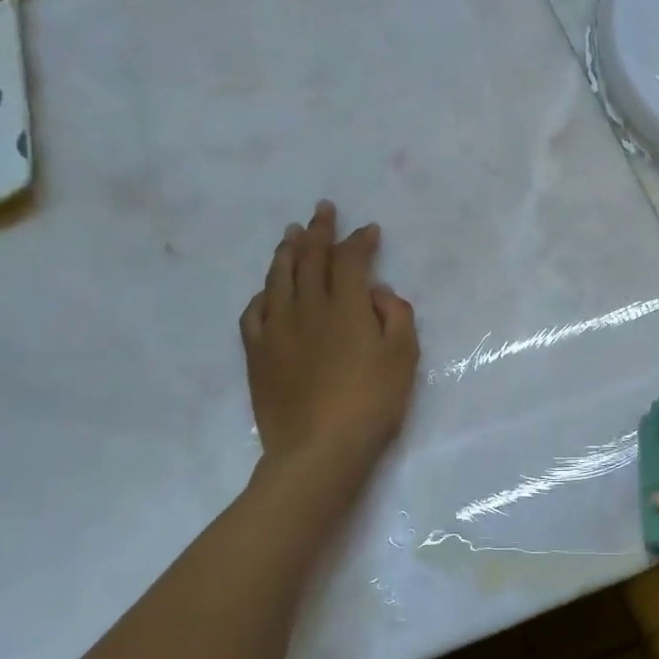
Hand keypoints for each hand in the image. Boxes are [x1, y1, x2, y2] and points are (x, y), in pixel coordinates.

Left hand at [241, 201, 418, 470]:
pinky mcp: (258, 353)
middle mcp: (308, 308)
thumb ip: (397, 316)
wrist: (319, 448)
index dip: (359, 241)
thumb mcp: (404, 357)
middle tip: (323, 209)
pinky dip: (264, 292)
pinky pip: (255, 311)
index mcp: (346, 306)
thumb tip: (377, 292)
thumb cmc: (371, 402)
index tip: (369, 230)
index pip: (350, 260)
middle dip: (319, 231)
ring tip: (291, 233)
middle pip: (311, 258)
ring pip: (279, 277)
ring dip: (287, 251)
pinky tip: (268, 289)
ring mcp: (278, 329)